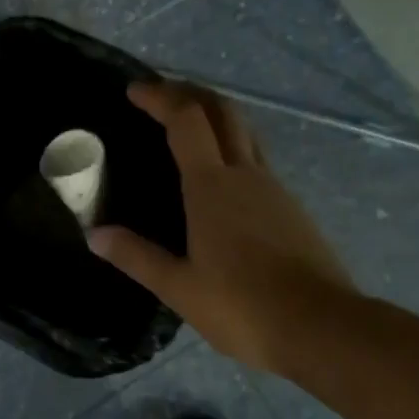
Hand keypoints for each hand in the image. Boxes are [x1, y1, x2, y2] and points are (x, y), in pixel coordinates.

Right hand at [90, 82, 350, 371]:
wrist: (323, 328)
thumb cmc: (243, 306)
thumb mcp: (180, 288)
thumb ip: (137, 256)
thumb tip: (95, 235)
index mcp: (211, 185)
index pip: (185, 120)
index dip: (159, 97)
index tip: (134, 90)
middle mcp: (245, 174)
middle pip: (221, 110)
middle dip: (190, 92)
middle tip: (162, 92)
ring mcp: (274, 188)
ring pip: (244, 131)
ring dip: (214, 114)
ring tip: (189, 123)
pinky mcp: (292, 207)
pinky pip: (257, 158)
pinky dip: (232, 145)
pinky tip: (222, 175)